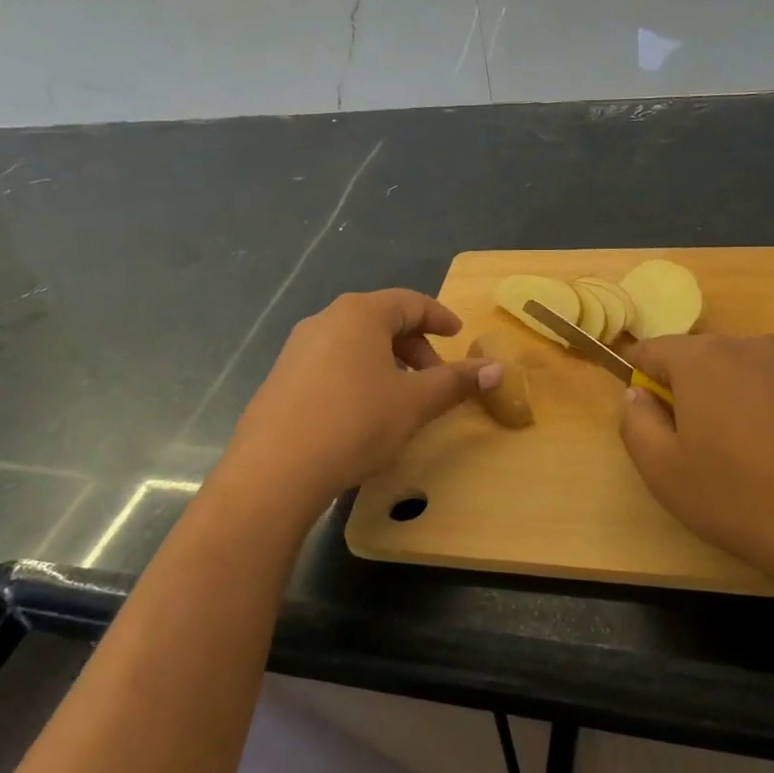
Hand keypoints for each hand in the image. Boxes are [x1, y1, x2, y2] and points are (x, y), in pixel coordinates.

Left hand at [218, 290, 498, 516]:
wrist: (275, 470)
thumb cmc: (355, 422)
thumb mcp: (414, 403)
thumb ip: (456, 382)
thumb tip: (497, 368)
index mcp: (360, 314)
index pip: (410, 302)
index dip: (439, 317)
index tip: (458, 335)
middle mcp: (326, 320)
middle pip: (381, 321)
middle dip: (414, 346)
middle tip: (435, 376)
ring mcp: (297, 348)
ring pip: (354, 343)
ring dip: (386, 362)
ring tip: (401, 396)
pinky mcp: (281, 378)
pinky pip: (331, 363)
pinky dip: (357, 375)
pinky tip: (362, 412)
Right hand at [619, 334, 773, 614]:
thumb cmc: (747, 501)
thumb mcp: (664, 473)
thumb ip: (635, 422)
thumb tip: (639, 394)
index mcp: (702, 358)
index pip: (652, 350)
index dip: (641, 380)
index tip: (651, 419)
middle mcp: (751, 344)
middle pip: (701, 358)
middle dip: (690, 392)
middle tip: (700, 449)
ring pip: (745, 372)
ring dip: (734, 401)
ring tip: (751, 458)